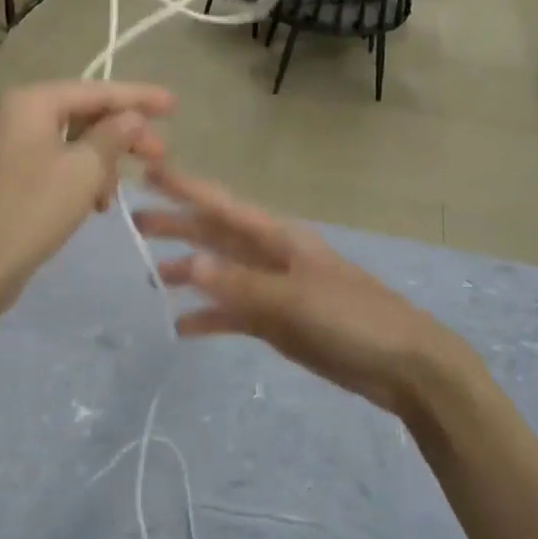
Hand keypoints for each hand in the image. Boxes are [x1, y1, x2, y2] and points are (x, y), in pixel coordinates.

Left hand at [0, 81, 174, 313]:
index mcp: (34, 102)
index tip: (174, 104)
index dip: (139, 98)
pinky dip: (83, 178)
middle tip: (160, 155)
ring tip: (116, 194)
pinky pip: (61, 163)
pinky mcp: (16, 174)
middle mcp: (21, 114)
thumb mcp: (84, 171)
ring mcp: (16, 145)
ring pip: (76, 142)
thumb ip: (113, 136)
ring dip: (104, 163)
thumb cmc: (35, 210)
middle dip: (124, 136)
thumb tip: (132, 117)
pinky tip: (97, 205)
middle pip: (86, 114)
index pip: (97, 91)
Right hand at [132, 164, 488, 419]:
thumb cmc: (355, 319)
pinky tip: (182, 327)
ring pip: (220, 275)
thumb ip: (241, 284)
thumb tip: (190, 265)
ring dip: (188, 274)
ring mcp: (273, 290)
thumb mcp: (297, 299)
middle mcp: (271, 257)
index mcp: (279, 238)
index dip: (186, 188)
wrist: (405, 366)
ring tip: (151, 279)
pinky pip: (233, 314)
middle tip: (133, 224)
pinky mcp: (277, 323)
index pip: (223, 206)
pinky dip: (208, 318)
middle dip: (177, 227)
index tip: (149, 172)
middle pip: (215, 236)